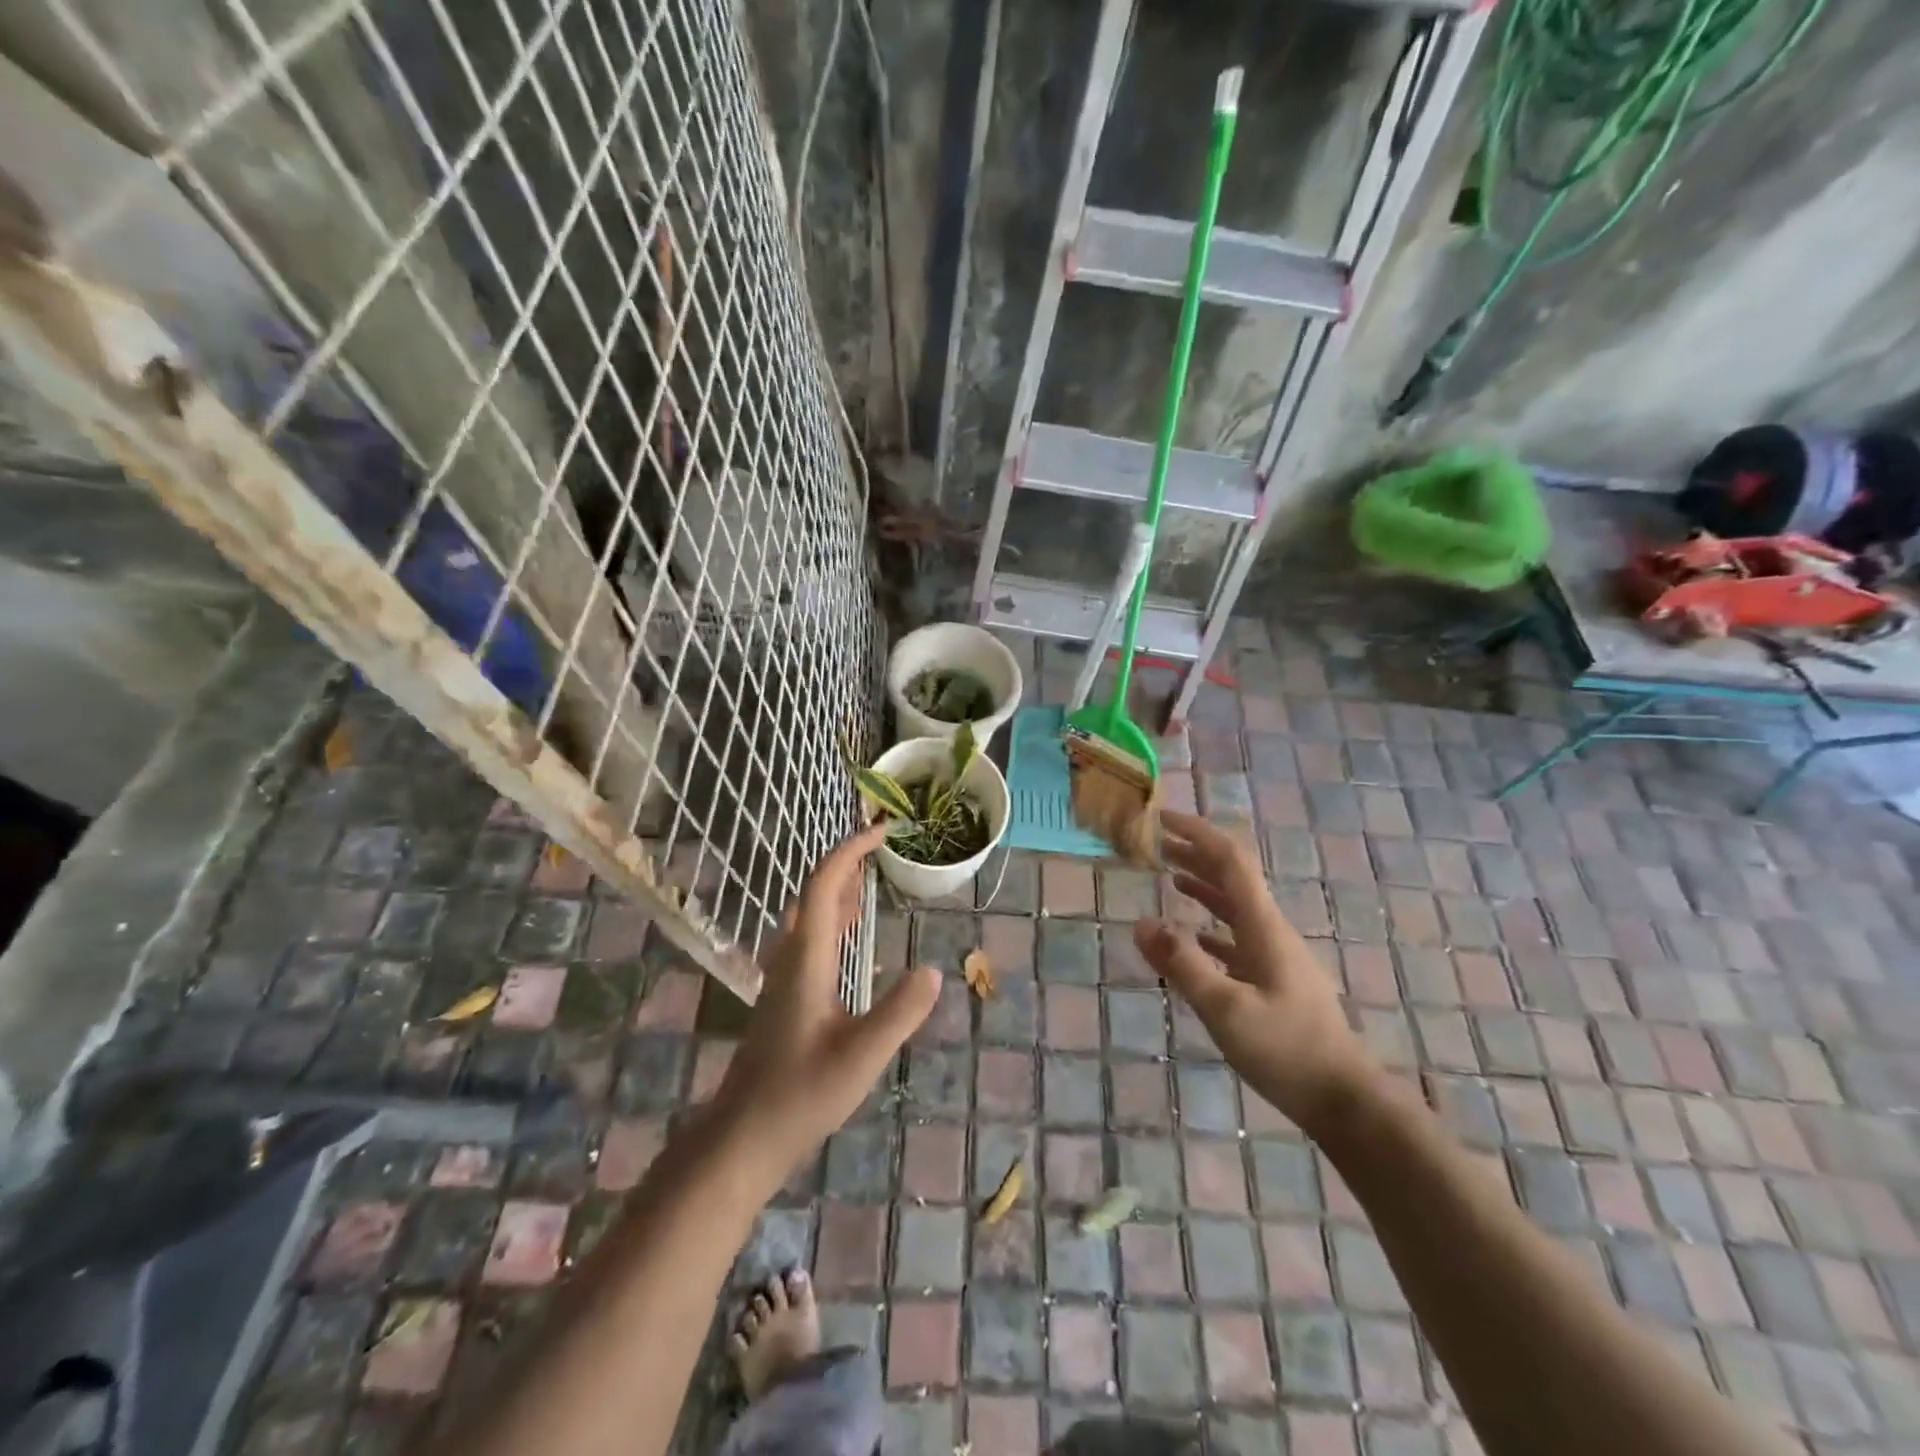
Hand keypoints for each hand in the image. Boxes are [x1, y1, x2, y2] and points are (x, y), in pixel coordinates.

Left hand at [713, 822, 939, 1176]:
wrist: (744, 1136)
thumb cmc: (800, 1094)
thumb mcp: (861, 1055)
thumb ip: (899, 1012)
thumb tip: (933, 970)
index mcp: (807, 958)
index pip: (825, 886)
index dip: (850, 851)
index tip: (881, 831)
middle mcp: (791, 957)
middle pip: (814, 893)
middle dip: (845, 864)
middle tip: (881, 849)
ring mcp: (784, 977)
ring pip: (810, 916)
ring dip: (838, 890)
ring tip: (870, 879)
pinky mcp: (785, 996)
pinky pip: (810, 938)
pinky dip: (834, 919)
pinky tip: (851, 937)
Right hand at [1135, 811, 1374, 1131]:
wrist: (1345, 1100)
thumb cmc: (1286, 1051)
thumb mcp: (1227, 1009)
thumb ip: (1183, 964)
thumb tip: (1141, 923)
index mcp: (1263, 926)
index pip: (1230, 861)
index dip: (1198, 833)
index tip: (1162, 819)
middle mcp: (1270, 930)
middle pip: (1232, 876)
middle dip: (1196, 852)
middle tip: (1156, 842)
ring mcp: (1274, 955)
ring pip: (1234, 905)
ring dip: (1203, 883)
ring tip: (1169, 873)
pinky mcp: (1273, 979)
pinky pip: (1236, 936)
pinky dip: (1210, 922)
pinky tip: (1191, 933)